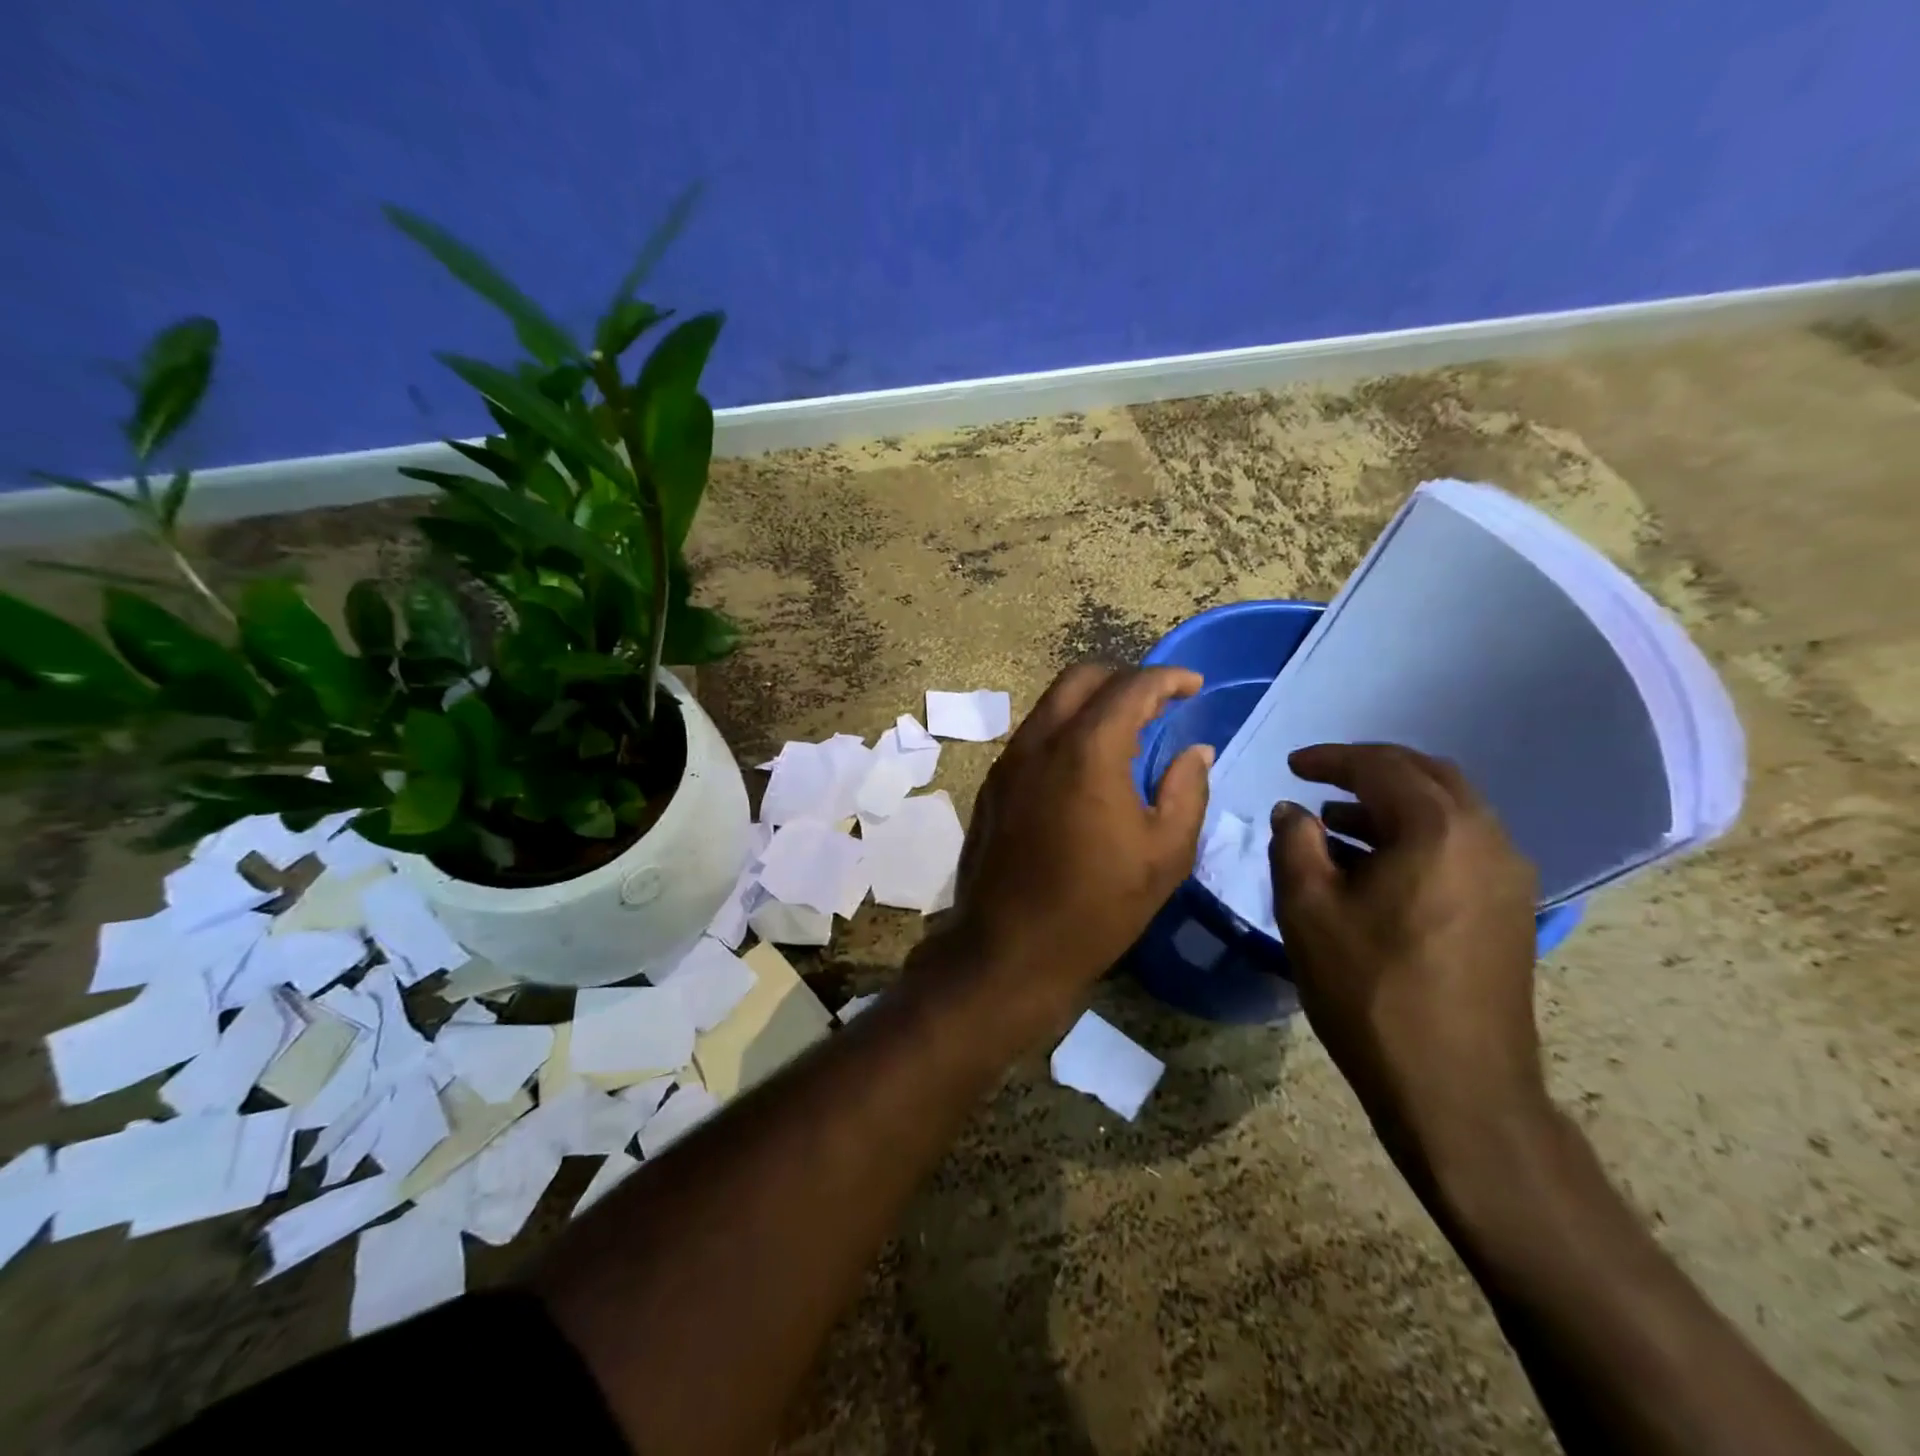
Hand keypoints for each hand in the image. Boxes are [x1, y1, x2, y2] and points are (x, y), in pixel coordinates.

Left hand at [934, 665, 1212, 1025]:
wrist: (1009, 949)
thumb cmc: (1097, 906)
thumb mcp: (1164, 854)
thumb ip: (1186, 791)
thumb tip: (1195, 752)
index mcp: (1087, 751)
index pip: (1130, 688)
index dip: (1167, 678)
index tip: (1194, 685)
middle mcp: (1040, 741)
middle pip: (1081, 678)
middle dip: (1125, 678)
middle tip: (1159, 701)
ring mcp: (1009, 761)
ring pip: (1052, 704)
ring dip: (1092, 703)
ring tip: (1127, 731)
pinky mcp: (993, 784)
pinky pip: (1034, 735)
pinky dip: (1067, 729)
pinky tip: (1087, 765)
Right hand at [1268, 744, 1547, 1171]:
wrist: (1457, 1090)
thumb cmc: (1370, 990)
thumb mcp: (1308, 908)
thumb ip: (1294, 843)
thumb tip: (1292, 811)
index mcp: (1439, 829)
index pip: (1381, 766)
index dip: (1330, 759)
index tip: (1292, 766)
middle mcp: (1487, 838)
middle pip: (1426, 777)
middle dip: (1369, 771)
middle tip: (1319, 781)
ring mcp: (1508, 876)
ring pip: (1448, 812)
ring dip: (1391, 805)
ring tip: (1335, 825)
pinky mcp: (1511, 910)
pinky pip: (1460, 846)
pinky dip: (1414, 836)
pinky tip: (1374, 867)